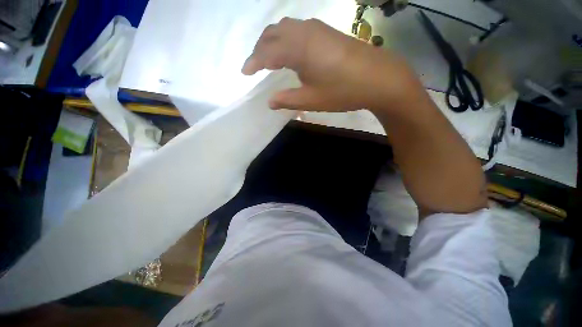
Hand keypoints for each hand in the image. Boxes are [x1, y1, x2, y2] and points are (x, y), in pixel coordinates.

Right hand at [242, 18, 419, 112]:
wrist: (377, 78)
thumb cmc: (342, 91)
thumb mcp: (311, 100)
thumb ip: (287, 99)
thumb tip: (269, 101)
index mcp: (298, 49)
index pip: (266, 53)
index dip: (253, 63)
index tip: (244, 73)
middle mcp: (304, 32)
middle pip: (272, 34)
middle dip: (259, 49)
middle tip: (254, 66)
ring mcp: (317, 29)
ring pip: (285, 28)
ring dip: (272, 41)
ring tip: (268, 57)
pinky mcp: (326, 31)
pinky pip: (297, 29)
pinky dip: (286, 38)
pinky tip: (289, 50)